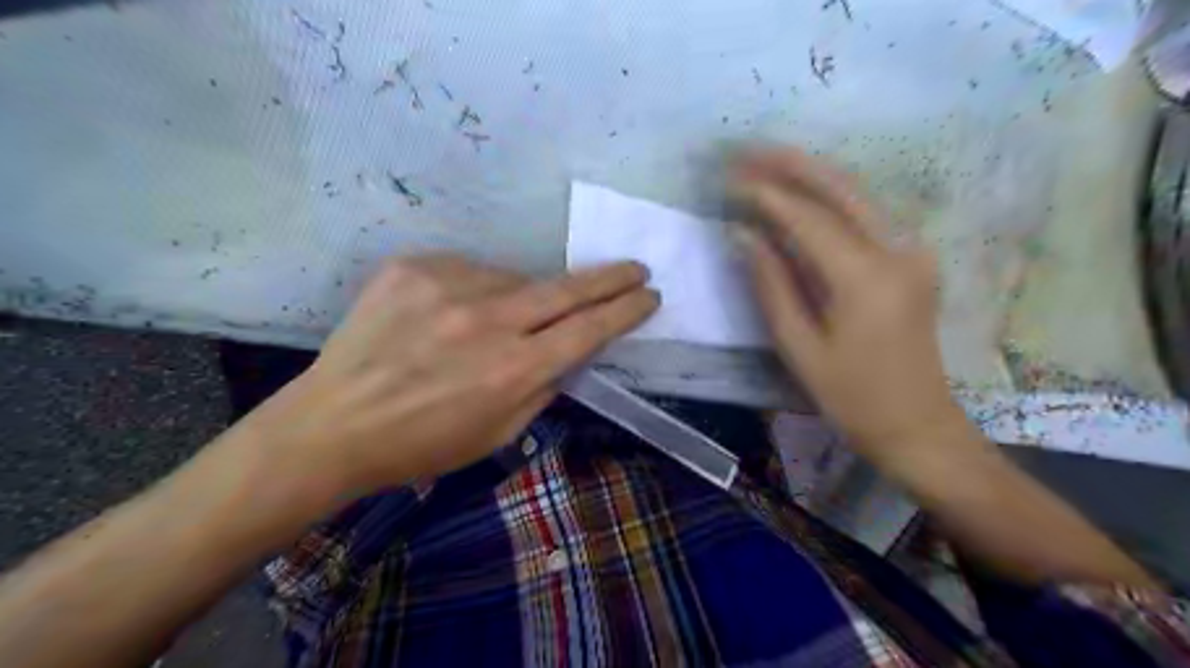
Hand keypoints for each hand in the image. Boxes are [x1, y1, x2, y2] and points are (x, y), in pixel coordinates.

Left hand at [233, 252, 658, 501]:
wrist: (334, 423)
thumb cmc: (424, 443)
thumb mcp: (499, 433)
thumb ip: (544, 386)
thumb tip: (573, 349)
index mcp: (512, 370)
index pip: (588, 329)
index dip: (624, 310)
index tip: (648, 295)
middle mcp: (487, 320)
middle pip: (566, 288)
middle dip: (609, 277)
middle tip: (635, 267)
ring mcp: (448, 286)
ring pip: (514, 280)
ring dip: (522, 298)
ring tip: (494, 325)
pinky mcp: (414, 267)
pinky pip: (469, 272)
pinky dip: (475, 291)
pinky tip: (452, 316)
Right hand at [732, 145, 970, 461]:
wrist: (919, 425)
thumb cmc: (852, 396)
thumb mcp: (799, 347)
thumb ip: (771, 284)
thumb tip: (743, 235)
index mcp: (865, 278)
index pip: (808, 218)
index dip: (766, 195)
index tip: (729, 178)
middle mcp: (897, 251)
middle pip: (840, 189)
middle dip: (791, 164)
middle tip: (747, 149)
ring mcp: (912, 252)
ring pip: (856, 195)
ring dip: (810, 175)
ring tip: (766, 161)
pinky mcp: (912, 261)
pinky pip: (865, 216)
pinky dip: (829, 199)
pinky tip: (801, 193)